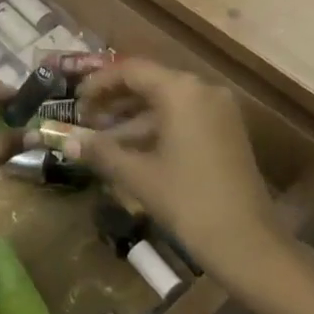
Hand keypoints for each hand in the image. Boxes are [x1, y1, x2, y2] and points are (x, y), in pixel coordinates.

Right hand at [74, 59, 278, 284]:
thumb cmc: (188, 201)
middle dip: (114, 100)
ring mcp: (218, 111)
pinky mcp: (226, 131)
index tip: (75, 102)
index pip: (130, 70)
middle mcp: (202, 90)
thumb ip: (100, 152)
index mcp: (181, 90)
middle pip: (149, 82)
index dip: (98, 83)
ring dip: (133, 118)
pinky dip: (156, 128)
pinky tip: (131, 150)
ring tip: (101, 138)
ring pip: (166, 102)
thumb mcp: (138, 175)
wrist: (248, 243)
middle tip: (85, 120)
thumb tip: (65, 142)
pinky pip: (183, 117)